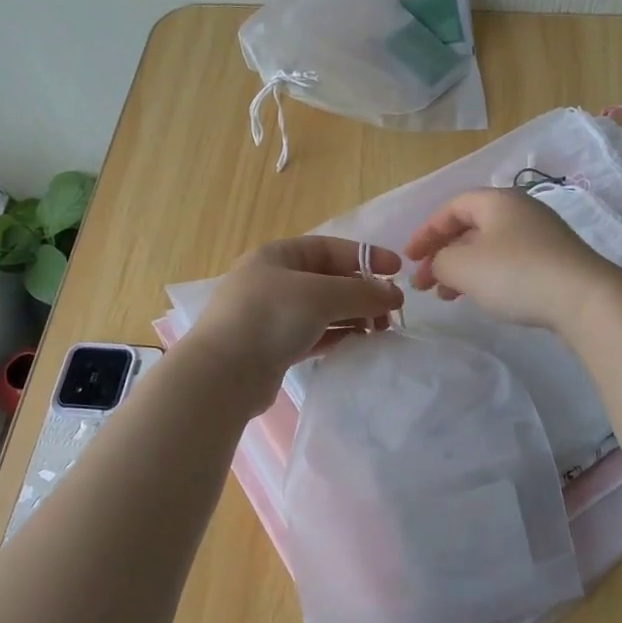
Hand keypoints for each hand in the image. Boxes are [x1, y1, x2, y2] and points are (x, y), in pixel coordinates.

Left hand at [190, 236, 404, 407]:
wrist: (224, 374)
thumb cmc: (271, 317)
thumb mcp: (321, 295)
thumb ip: (362, 291)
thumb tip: (395, 294)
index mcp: (277, 256)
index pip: (330, 248)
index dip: (365, 256)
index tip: (398, 270)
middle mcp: (272, 281)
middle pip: (328, 280)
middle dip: (363, 292)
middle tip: (391, 311)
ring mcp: (271, 315)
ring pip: (323, 310)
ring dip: (353, 316)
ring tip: (381, 330)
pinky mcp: (274, 347)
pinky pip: (314, 335)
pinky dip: (337, 336)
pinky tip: (358, 344)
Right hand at [405, 187, 621, 333]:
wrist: (585, 299)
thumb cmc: (516, 274)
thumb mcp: (462, 266)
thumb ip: (439, 260)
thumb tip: (441, 264)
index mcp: (498, 200)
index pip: (452, 207)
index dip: (425, 232)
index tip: (409, 258)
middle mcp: (521, 210)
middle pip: (470, 227)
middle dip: (442, 254)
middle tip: (424, 282)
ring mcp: (541, 235)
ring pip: (489, 247)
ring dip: (462, 269)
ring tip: (446, 296)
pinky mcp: (554, 261)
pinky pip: (509, 262)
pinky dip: (486, 276)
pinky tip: (480, 297)